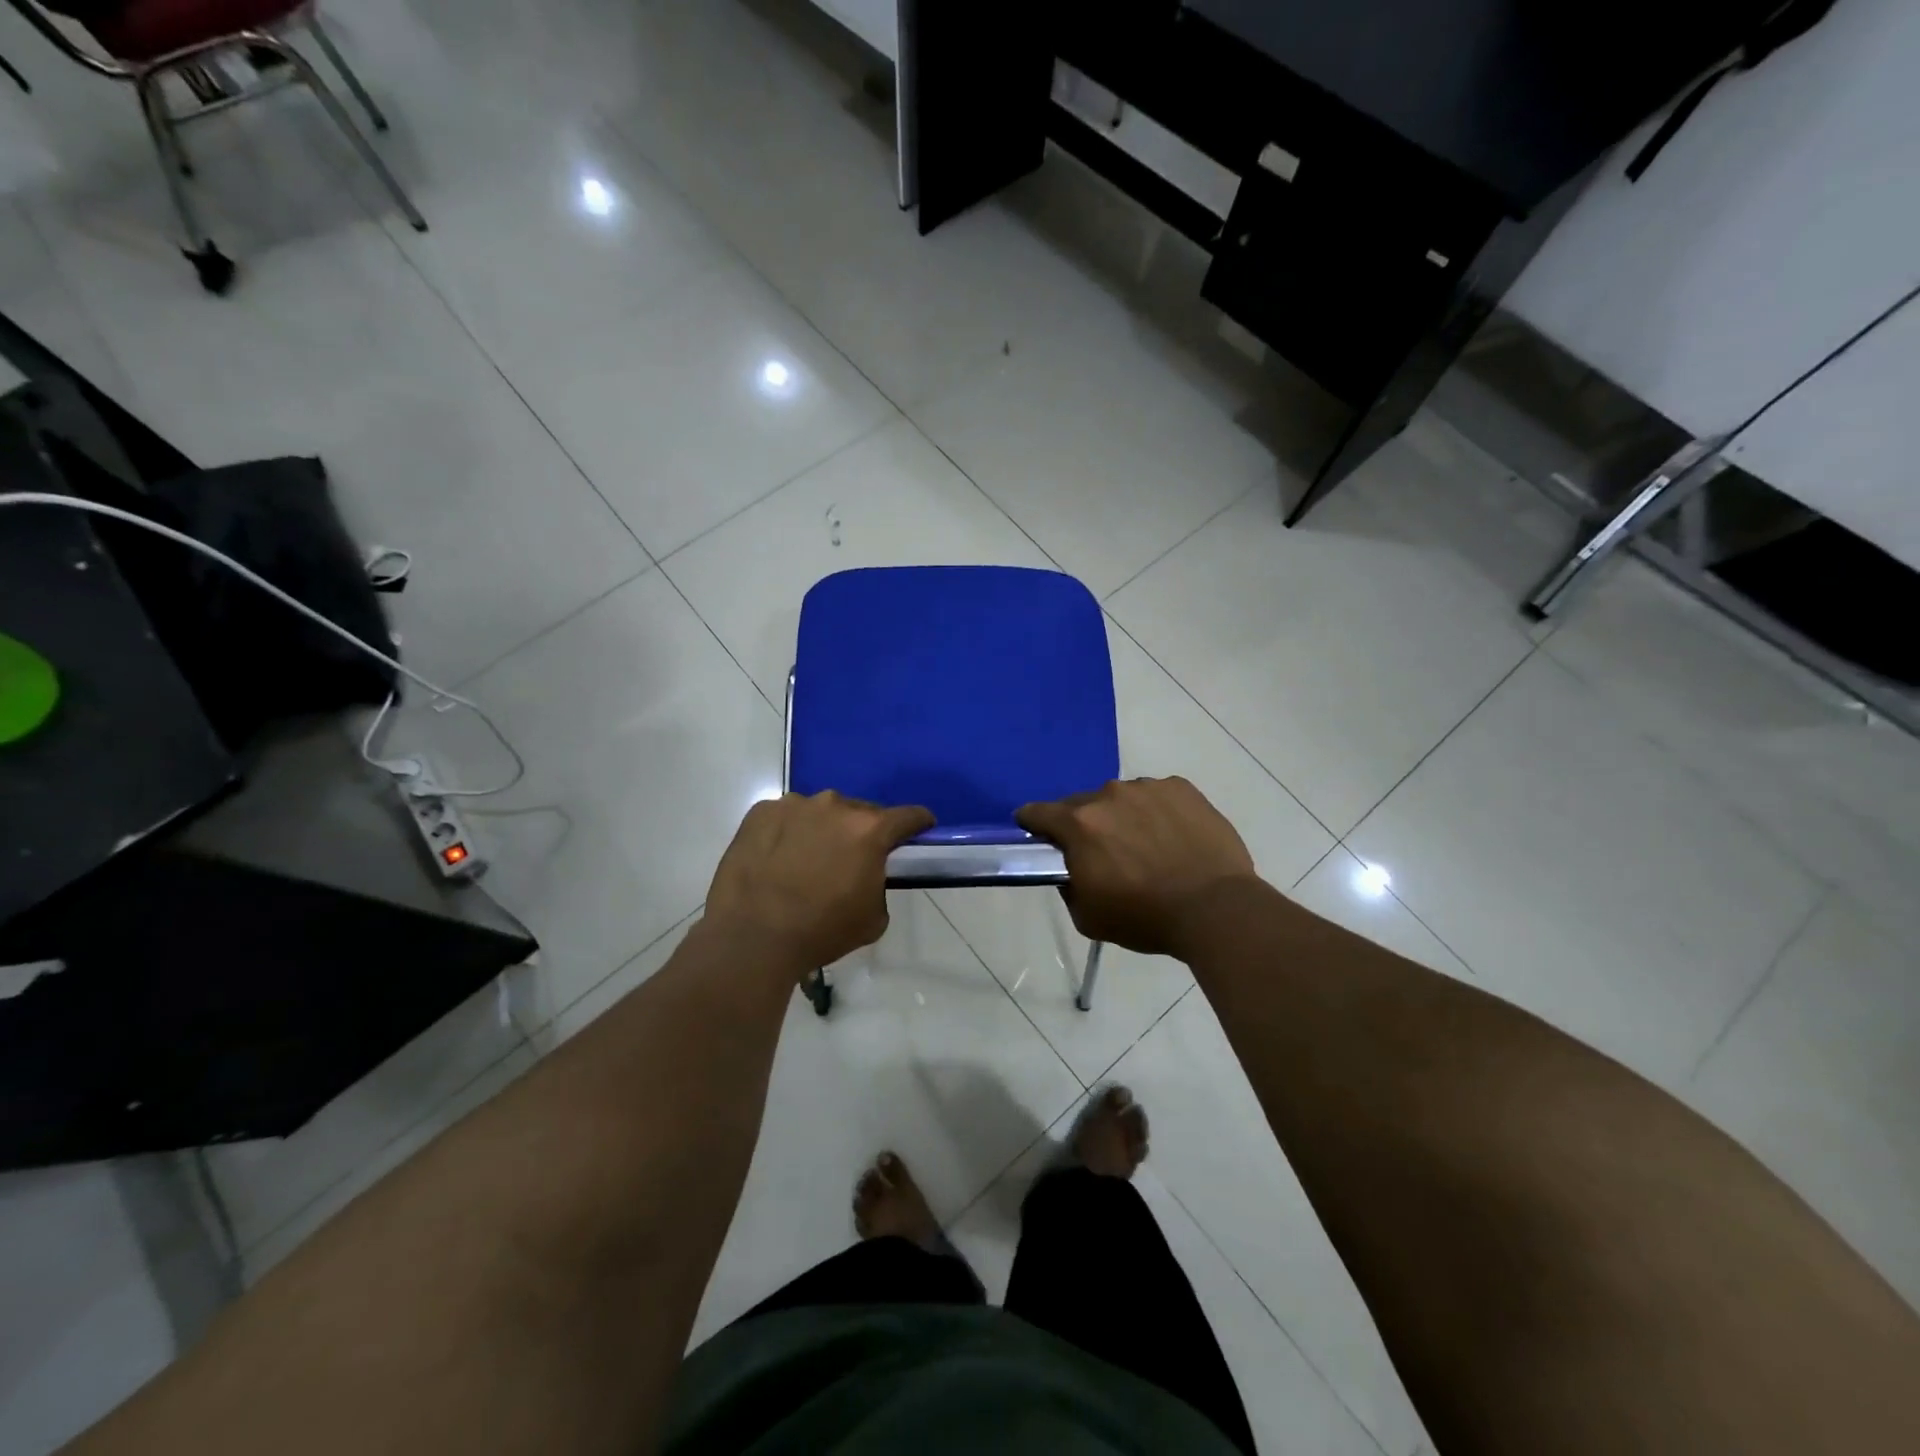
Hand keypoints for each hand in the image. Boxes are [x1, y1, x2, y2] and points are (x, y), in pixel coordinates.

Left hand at [705, 791, 934, 972]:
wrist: (751, 939)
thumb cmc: (821, 931)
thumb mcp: (874, 918)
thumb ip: (879, 883)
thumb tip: (867, 874)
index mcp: (869, 830)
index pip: (908, 816)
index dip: (918, 823)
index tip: (919, 830)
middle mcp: (834, 806)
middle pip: (860, 811)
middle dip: (862, 831)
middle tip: (851, 858)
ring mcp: (793, 805)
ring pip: (820, 812)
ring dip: (823, 830)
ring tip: (807, 861)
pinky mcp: (760, 812)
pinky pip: (785, 817)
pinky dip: (788, 832)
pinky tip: (777, 860)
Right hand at [1016, 777, 1258, 957]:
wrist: (1215, 909)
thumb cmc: (1145, 917)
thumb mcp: (1087, 917)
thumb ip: (1068, 886)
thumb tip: (1071, 868)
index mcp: (1079, 824)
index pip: (1038, 812)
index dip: (1032, 823)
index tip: (1037, 835)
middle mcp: (1109, 794)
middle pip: (1082, 804)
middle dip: (1085, 825)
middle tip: (1104, 854)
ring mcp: (1148, 787)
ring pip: (1122, 798)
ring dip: (1123, 817)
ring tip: (1147, 847)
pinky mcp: (1182, 788)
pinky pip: (1157, 796)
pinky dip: (1157, 812)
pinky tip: (1173, 838)